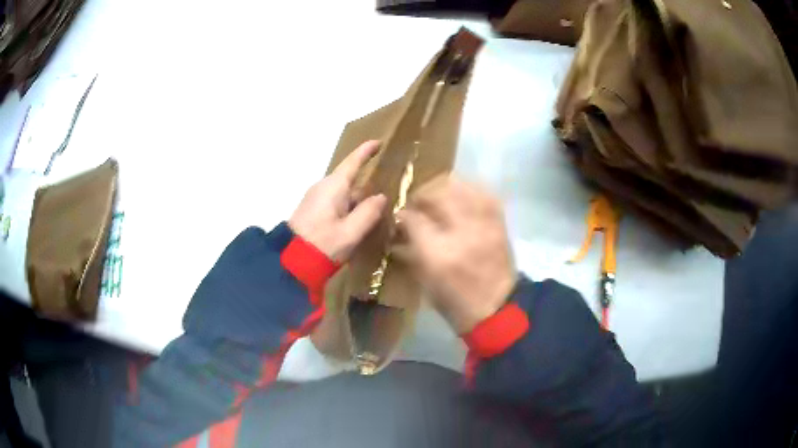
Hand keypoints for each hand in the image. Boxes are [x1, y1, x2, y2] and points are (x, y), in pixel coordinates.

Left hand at [289, 141, 386, 261]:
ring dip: (357, 200)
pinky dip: (348, 208)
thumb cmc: (323, 243)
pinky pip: (335, 202)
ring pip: (343, 193)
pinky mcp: (312, 210)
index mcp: (334, 186)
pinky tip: (355, 223)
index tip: (378, 142)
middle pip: (349, 179)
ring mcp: (316, 198)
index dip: (366, 151)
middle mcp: (323, 187)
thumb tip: (381, 197)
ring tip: (373, 213)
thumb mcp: (351, 231)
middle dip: (365, 184)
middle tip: (385, 193)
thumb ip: (369, 212)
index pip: (353, 162)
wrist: (291, 260)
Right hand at [396, 176, 515, 333]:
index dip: (403, 213)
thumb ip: (409, 246)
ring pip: (461, 186)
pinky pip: (483, 192)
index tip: (400, 215)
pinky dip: (468, 189)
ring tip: (438, 196)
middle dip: (422, 193)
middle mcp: (462, 231)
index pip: (413, 218)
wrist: (496, 308)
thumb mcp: (424, 278)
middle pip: (437, 193)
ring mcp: (484, 224)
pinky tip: (461, 196)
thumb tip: (401, 221)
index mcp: (438, 252)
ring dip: (444, 186)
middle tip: (417, 202)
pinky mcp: (500, 222)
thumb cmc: (454, 299)